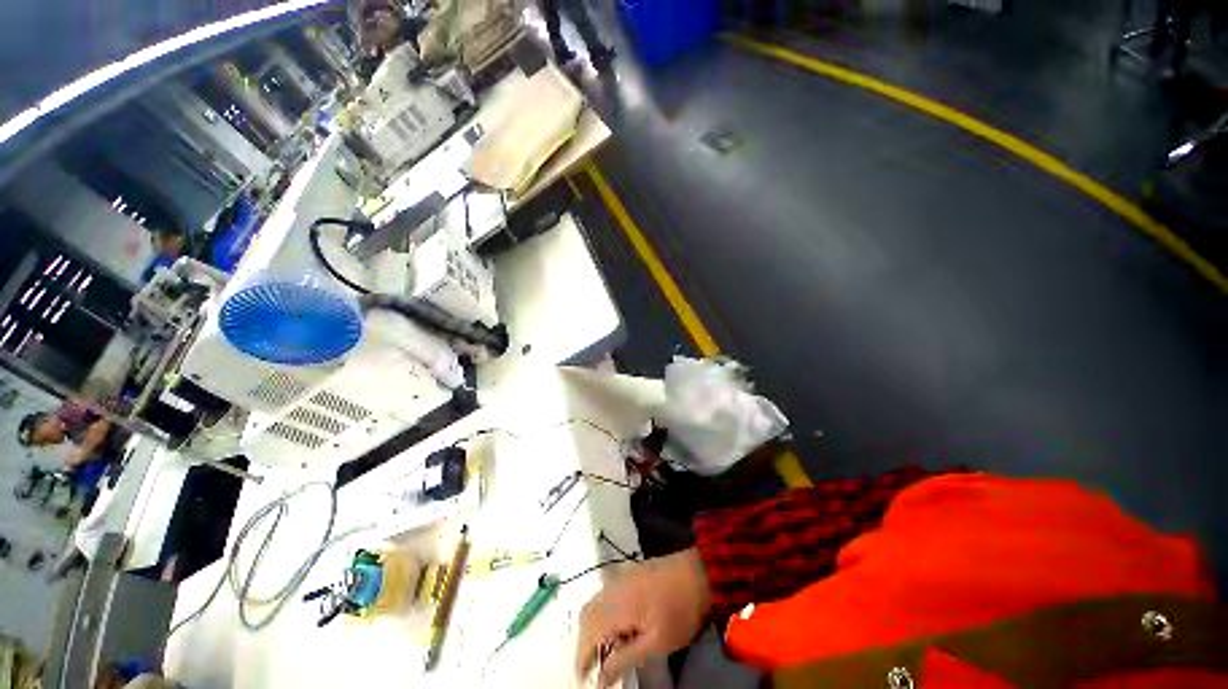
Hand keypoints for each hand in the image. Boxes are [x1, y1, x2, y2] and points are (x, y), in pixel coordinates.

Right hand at [575, 549, 711, 687]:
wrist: (697, 573)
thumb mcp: (657, 642)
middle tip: (594, 668)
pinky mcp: (626, 573)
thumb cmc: (680, 610)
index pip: (588, 634)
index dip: (581, 659)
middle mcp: (612, 588)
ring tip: (606, 651)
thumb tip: (601, 677)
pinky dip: (602, 614)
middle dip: (585, 644)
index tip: (583, 680)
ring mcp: (619, 577)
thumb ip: (625, 659)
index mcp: (617, 605)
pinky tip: (617, 628)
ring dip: (592, 629)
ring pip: (594, 604)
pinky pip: (604, 594)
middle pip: (586, 617)